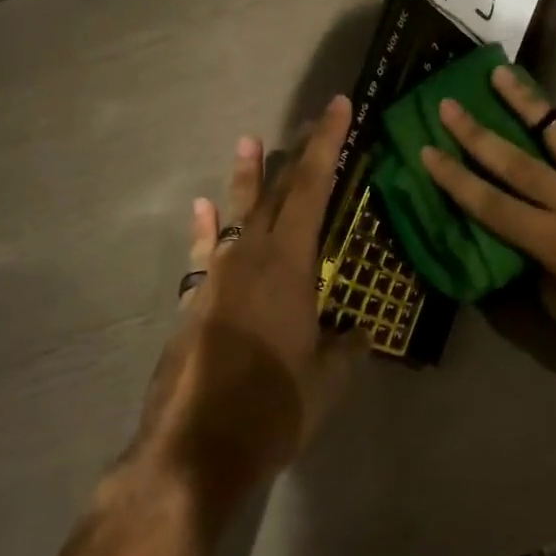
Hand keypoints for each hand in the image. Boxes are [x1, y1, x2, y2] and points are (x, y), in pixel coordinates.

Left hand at [126, 95, 366, 527]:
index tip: (339, 106)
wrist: (194, 449)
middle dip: (300, 152)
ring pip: (239, 213)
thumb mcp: (327, 380)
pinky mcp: (195, 301)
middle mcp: (252, 256)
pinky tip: (201, 208)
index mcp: (290, 264)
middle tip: (316, 118)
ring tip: (250, 141)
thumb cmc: (273, 407)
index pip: (315, 187)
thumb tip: (361, 334)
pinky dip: (206, 228)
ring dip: (248, 177)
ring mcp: (218, 276)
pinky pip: (204, 251)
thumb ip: (346, 349)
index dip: (329, 143)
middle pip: (280, 190)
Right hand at [420, 67, 555, 397]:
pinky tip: (550, 119)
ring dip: (525, 104)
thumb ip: (542, 274)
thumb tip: (527, 251)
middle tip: (449, 104)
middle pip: (515, 162)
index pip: (492, 205)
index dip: (456, 179)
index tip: (428, 152)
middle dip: (476, 133)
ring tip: (501, 75)